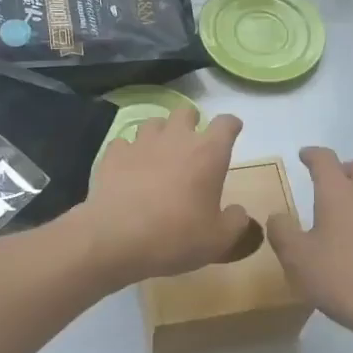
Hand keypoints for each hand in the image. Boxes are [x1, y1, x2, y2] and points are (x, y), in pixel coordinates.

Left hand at [80, 105, 261, 284]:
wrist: (117, 238)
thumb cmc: (176, 236)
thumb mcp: (219, 240)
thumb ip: (235, 222)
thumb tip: (238, 211)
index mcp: (208, 153)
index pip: (225, 123)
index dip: (231, 125)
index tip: (232, 131)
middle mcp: (176, 139)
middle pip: (186, 112)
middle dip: (191, 122)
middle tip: (191, 144)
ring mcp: (141, 143)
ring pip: (153, 122)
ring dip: (160, 133)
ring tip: (159, 153)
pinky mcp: (113, 155)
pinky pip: (123, 143)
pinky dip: (128, 152)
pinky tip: (128, 167)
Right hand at [267, 147, 352, 345]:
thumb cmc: (342, 279)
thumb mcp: (297, 260)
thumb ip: (282, 232)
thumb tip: (278, 216)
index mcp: (339, 194)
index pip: (325, 160)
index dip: (312, 154)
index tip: (304, 156)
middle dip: (344, 169)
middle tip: (330, 184)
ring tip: (351, 212)